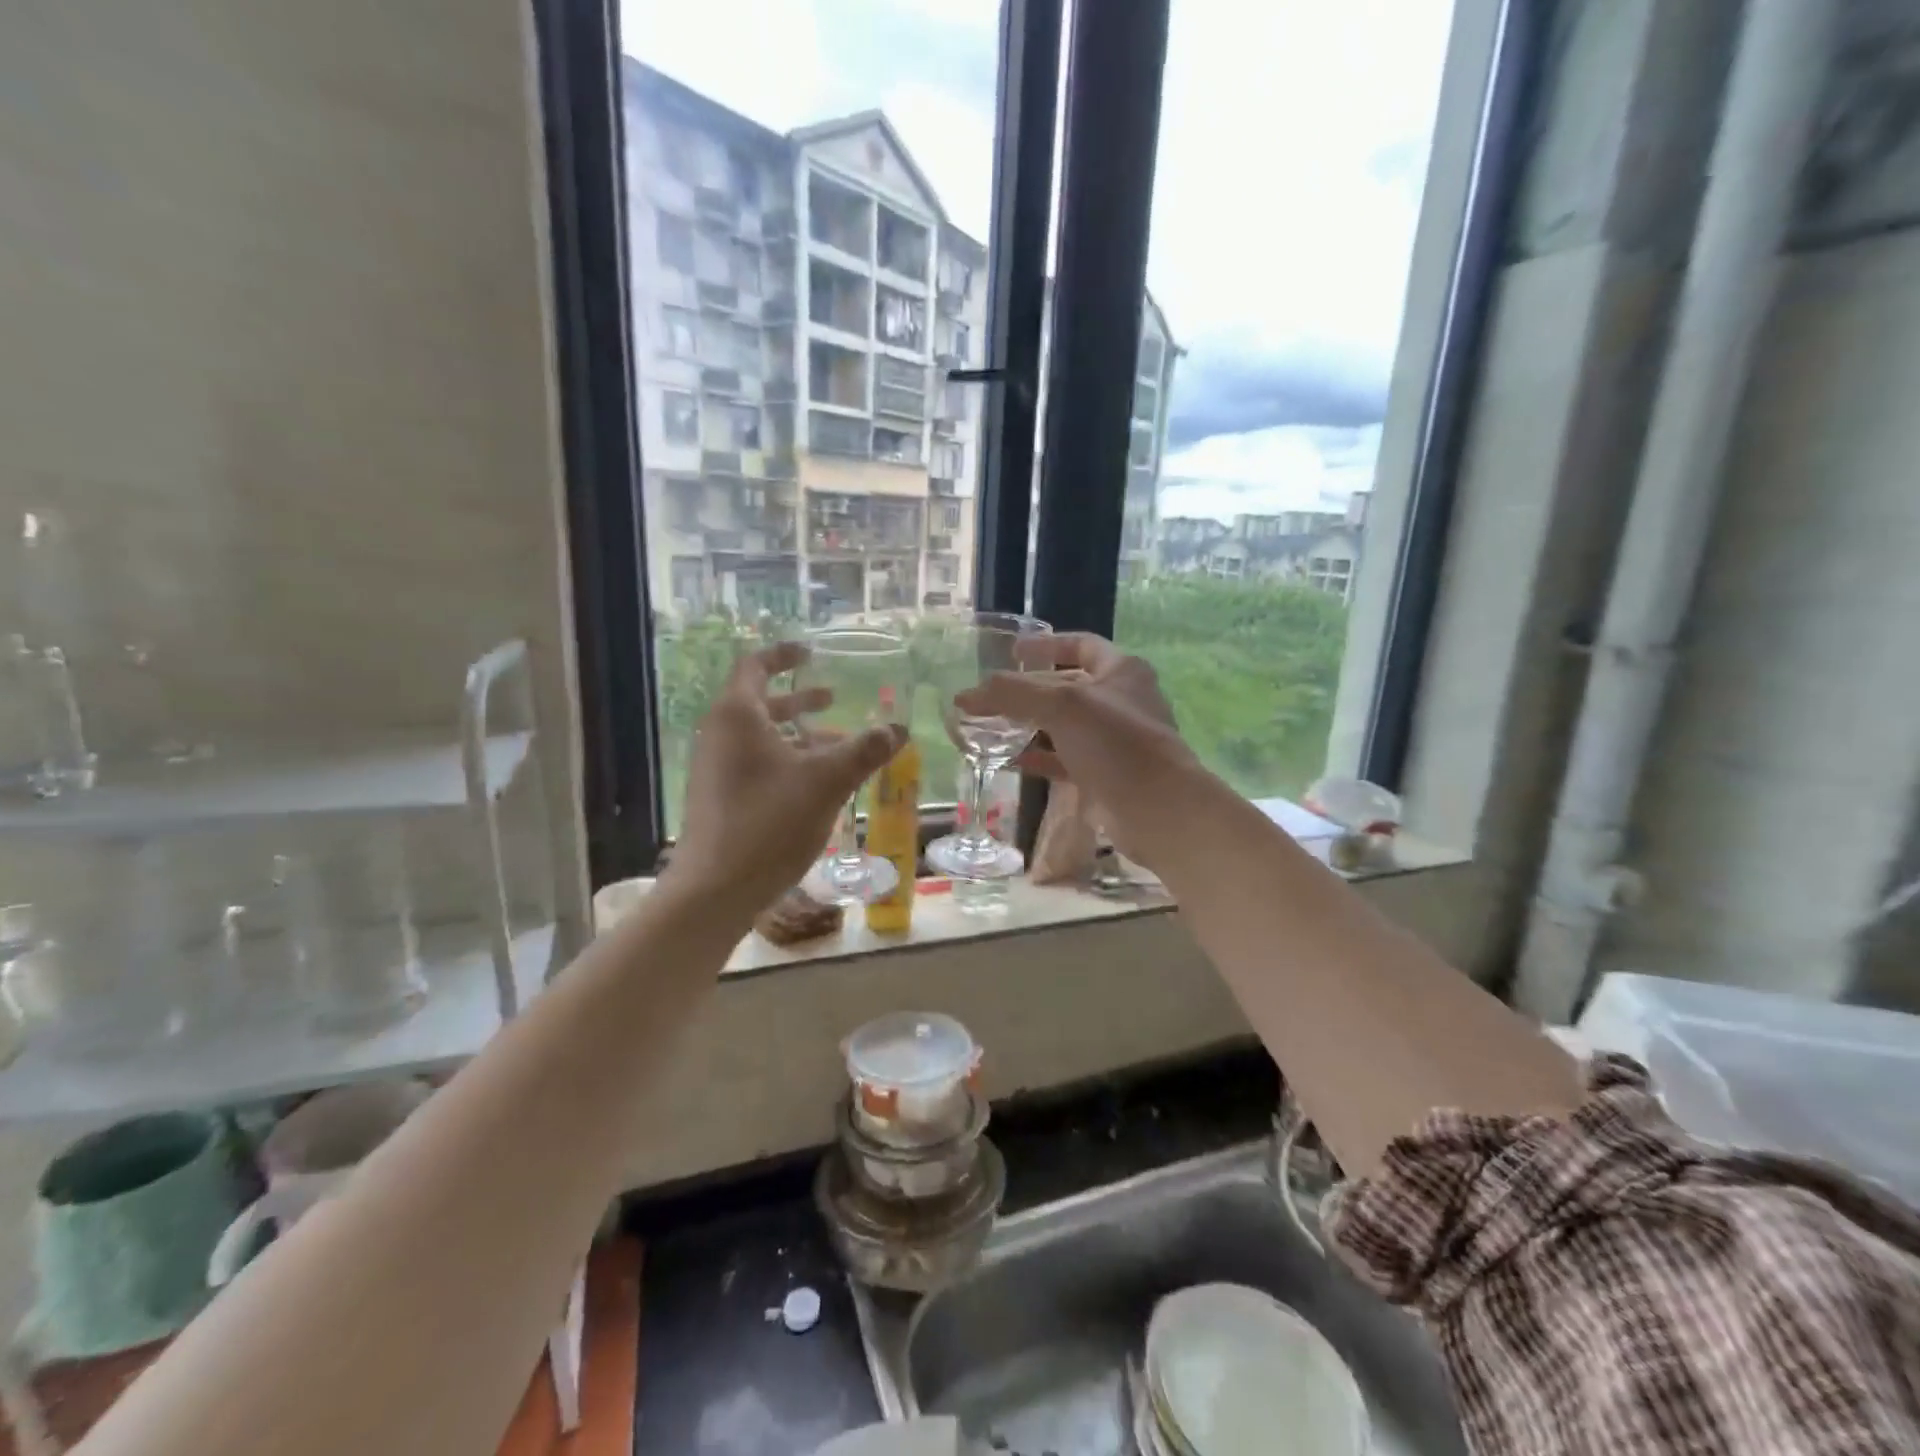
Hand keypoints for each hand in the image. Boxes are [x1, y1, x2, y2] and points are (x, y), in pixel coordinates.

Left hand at [668, 642, 906, 916]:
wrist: (715, 889)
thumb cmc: (769, 822)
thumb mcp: (827, 781)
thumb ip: (864, 750)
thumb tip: (899, 728)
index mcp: (738, 716)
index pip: (756, 666)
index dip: (784, 655)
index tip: (812, 652)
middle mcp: (720, 735)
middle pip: (760, 702)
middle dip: (800, 699)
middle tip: (833, 698)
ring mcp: (715, 769)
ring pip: (761, 737)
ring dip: (799, 735)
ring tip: (838, 746)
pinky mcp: (719, 798)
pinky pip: (755, 764)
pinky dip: (787, 761)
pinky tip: (817, 785)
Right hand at [955, 633, 1200, 868]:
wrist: (1157, 810)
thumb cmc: (1116, 743)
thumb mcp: (1062, 706)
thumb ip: (1013, 694)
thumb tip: (965, 696)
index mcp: (1121, 671)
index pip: (1081, 644)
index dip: (1047, 645)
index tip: (1013, 651)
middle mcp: (1120, 701)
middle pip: (1068, 686)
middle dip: (1029, 690)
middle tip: (992, 694)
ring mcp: (1113, 741)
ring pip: (1064, 726)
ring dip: (1029, 725)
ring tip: (991, 727)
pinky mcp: (1104, 775)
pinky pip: (1064, 760)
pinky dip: (1038, 758)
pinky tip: (1010, 761)